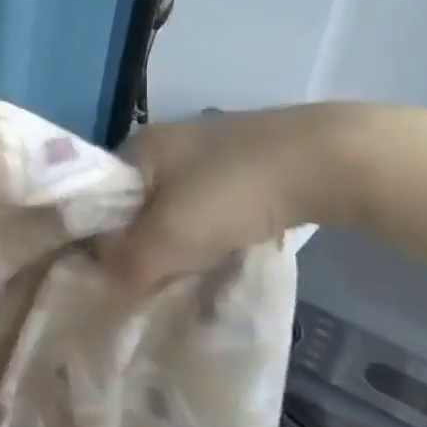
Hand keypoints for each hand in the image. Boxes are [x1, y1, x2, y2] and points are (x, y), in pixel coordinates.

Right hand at [100, 103, 381, 291]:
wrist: (329, 157)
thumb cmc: (232, 191)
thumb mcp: (170, 236)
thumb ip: (129, 263)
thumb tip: (106, 283)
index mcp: (136, 148)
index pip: (97, 197)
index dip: (99, 237)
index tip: (111, 275)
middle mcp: (165, 142)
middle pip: (136, 203)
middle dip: (141, 242)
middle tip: (151, 280)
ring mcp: (208, 149)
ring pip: (175, 206)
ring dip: (178, 239)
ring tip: (190, 270)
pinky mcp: (246, 161)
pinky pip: (210, 204)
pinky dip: (211, 229)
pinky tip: (226, 248)